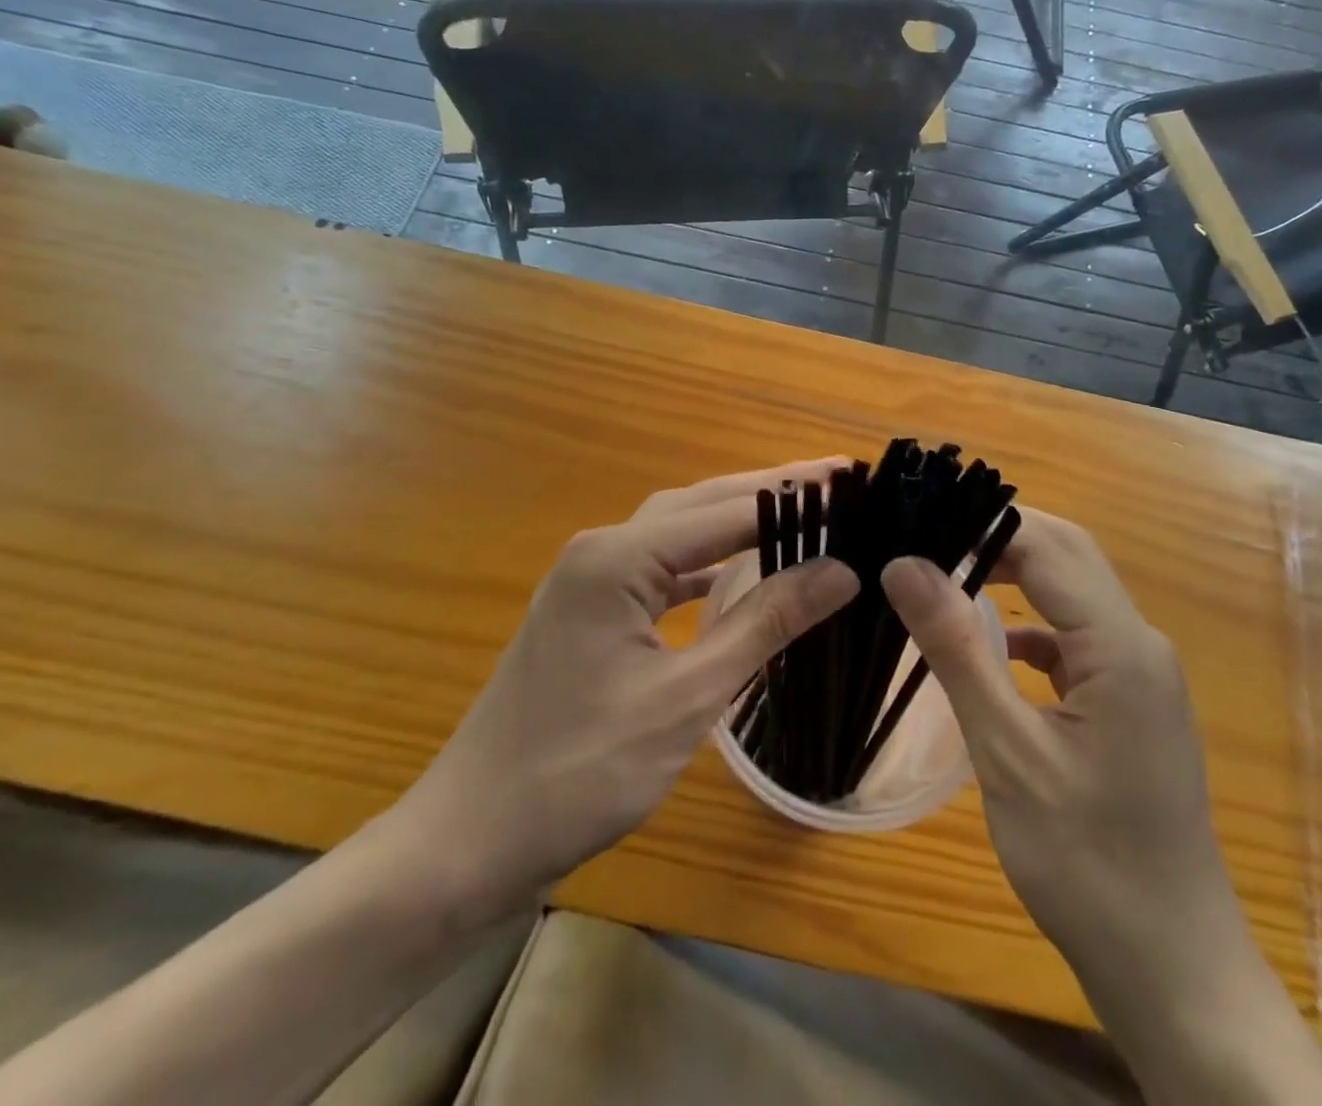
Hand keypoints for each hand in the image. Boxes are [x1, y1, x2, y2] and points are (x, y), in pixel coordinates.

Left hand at [391, 460, 859, 923]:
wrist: (469, 839)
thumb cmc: (579, 771)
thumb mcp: (686, 697)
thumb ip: (763, 624)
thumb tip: (840, 570)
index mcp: (617, 557)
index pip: (725, 510)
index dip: (793, 494)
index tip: (852, 481)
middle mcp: (601, 550)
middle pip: (699, 505)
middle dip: (768, 491)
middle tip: (836, 482)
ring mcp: (588, 579)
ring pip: (678, 532)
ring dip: (736, 522)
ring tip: (801, 515)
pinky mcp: (588, 611)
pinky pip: (659, 568)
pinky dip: (705, 563)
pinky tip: (738, 573)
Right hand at [883, 512, 1321, 1105]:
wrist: (1172, 967)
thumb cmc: (1086, 862)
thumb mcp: (1008, 752)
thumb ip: (958, 649)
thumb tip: (905, 565)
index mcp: (1120, 646)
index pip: (1046, 546)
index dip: (980, 523)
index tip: (916, 520)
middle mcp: (1140, 643)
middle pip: (1069, 554)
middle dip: (999, 534)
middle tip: (927, 536)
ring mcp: (1141, 673)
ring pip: (1074, 591)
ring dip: (1016, 573)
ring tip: (947, 572)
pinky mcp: (1131, 702)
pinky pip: (1078, 636)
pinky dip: (1033, 624)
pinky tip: (995, 649)